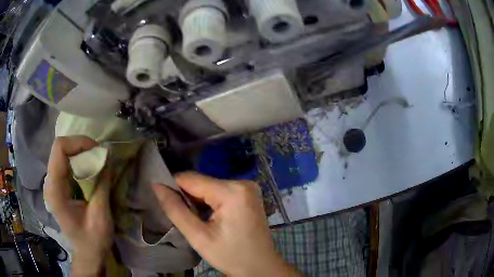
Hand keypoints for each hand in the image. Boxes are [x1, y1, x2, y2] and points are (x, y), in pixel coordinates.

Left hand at [44, 136, 112, 275]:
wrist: (87, 253)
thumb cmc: (93, 240)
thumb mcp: (100, 216)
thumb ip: (102, 185)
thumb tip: (108, 158)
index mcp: (55, 190)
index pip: (59, 149)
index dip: (78, 142)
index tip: (97, 150)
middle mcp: (49, 182)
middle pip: (60, 147)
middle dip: (81, 146)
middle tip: (100, 156)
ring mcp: (52, 183)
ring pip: (62, 152)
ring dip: (80, 152)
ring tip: (96, 162)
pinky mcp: (57, 184)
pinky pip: (65, 162)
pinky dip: (78, 160)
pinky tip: (89, 170)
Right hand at [152, 172, 298, 275]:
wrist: (260, 267)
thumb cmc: (230, 256)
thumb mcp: (198, 237)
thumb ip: (175, 210)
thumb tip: (157, 186)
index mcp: (232, 191)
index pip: (192, 179)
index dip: (172, 185)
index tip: (160, 196)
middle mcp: (243, 183)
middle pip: (202, 182)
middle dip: (187, 196)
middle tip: (179, 215)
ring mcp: (248, 188)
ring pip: (210, 187)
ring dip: (197, 200)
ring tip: (194, 219)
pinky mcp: (248, 195)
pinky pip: (221, 192)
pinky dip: (209, 202)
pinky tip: (208, 217)